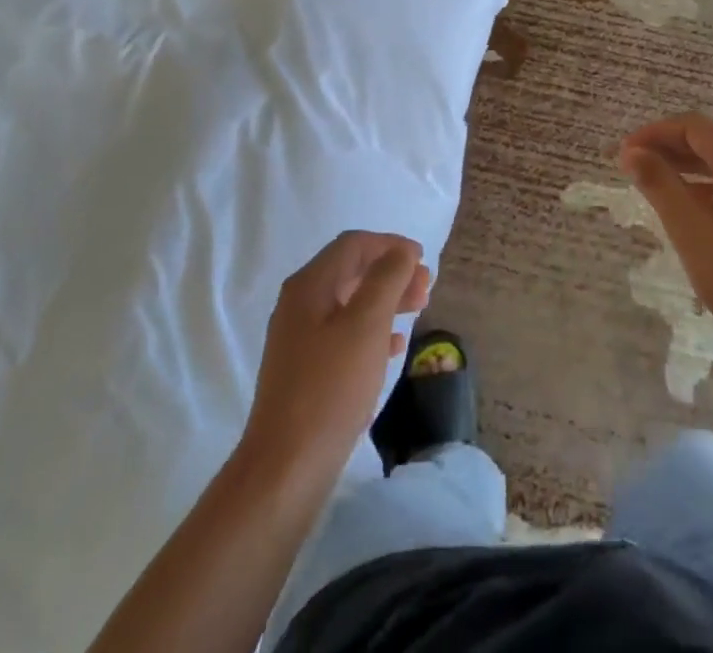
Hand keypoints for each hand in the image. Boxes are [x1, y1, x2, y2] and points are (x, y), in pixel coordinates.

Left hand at [242, 231, 430, 470]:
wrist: (286, 468)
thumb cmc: (331, 387)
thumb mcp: (366, 325)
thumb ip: (386, 279)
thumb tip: (401, 252)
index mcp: (309, 285)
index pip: (353, 245)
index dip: (390, 245)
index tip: (423, 260)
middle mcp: (300, 304)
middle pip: (352, 271)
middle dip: (391, 273)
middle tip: (426, 287)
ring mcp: (300, 339)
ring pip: (350, 303)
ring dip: (386, 300)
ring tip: (418, 310)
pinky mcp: (306, 371)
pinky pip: (345, 334)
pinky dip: (373, 330)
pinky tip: (395, 345)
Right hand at [620, 114, 712, 361]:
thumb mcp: (692, 230)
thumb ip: (659, 185)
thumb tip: (633, 152)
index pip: (692, 127)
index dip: (653, 134)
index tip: (623, 155)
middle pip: (710, 144)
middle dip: (668, 152)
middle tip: (633, 172)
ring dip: (687, 174)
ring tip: (657, 195)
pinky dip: (708, 195)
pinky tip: (695, 223)